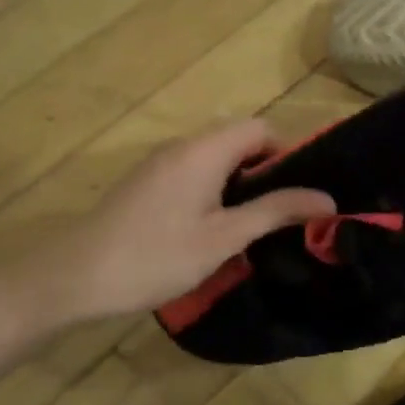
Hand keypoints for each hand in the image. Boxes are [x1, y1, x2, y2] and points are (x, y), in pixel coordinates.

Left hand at [0, 120, 333, 344]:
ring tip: (250, 227)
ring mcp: (160, 163)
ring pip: (216, 159)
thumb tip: (328, 199)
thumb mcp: (225, 237)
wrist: (76, 276)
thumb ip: (276, 212)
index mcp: (204, 150)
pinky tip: (212, 231)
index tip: (296, 196)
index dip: (287, 154)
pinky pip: (194, 173)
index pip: (261, 128)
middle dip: (266, 172)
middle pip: (239, 140)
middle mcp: (182, 146)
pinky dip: (214, 192)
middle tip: (278, 216)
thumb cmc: (156, 256)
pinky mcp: (147, 183)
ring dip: (240, 185)